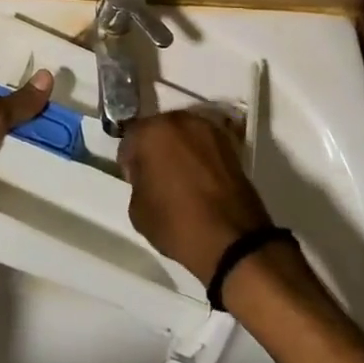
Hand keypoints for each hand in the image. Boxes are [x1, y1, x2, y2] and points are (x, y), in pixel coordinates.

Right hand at [118, 110, 271, 284]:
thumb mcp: (137, 210)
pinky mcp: (230, 144)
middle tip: (156, 177)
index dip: (129, 161)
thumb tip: (147, 176)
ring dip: (178, 150)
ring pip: (183, 135)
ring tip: (181, 179)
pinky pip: (204, 145)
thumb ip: (137, 181)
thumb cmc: (177, 224)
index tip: (135, 180)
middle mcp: (180, 121)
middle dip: (155, 149)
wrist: (234, 241)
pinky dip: (199, 156)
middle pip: (159, 130)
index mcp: (152, 132)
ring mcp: (208, 130)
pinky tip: (200, 180)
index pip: (130, 138)